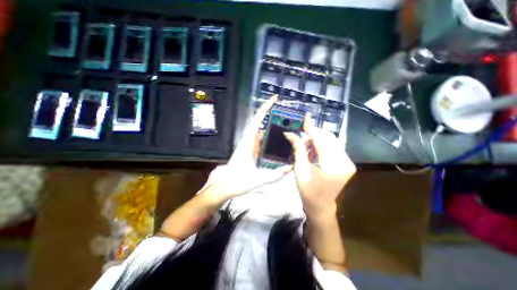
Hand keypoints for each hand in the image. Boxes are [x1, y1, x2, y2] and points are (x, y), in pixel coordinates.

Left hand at [206, 95, 286, 199]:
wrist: (225, 187)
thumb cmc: (237, 181)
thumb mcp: (258, 179)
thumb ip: (275, 174)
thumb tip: (290, 168)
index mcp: (248, 143)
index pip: (257, 121)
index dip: (265, 108)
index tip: (274, 99)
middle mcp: (248, 141)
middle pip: (261, 124)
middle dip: (272, 117)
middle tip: (287, 116)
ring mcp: (249, 146)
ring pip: (262, 134)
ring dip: (272, 130)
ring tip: (287, 129)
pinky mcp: (250, 151)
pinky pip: (261, 142)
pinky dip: (270, 140)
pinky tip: (279, 143)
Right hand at [282, 118, 355, 216]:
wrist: (321, 207)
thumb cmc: (308, 191)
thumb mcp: (300, 170)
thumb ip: (298, 149)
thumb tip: (290, 133)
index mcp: (333, 165)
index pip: (321, 139)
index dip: (311, 127)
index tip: (305, 116)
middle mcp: (345, 161)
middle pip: (329, 138)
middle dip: (314, 133)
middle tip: (301, 136)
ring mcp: (348, 162)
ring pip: (333, 141)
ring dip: (318, 140)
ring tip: (306, 148)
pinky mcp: (347, 163)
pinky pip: (335, 147)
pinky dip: (324, 145)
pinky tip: (315, 150)